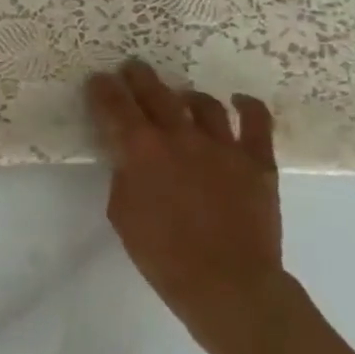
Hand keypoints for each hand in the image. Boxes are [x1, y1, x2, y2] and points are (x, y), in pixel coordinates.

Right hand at [85, 60, 285, 352]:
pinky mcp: (256, 160)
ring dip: (185, 95)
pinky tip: (238, 101)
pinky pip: (256, 121)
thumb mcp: (122, 213)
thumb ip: (124, 175)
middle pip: (155, 93)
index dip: (102, 89)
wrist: (226, 284)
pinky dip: (247, 106)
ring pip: (202, 103)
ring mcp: (222, 145)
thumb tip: (130, 157)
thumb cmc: (162, 255)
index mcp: (140, 150)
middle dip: (139, 77)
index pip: (114, 106)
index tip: (98, 81)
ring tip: (180, 96)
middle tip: (132, 69)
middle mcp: (179, 136)